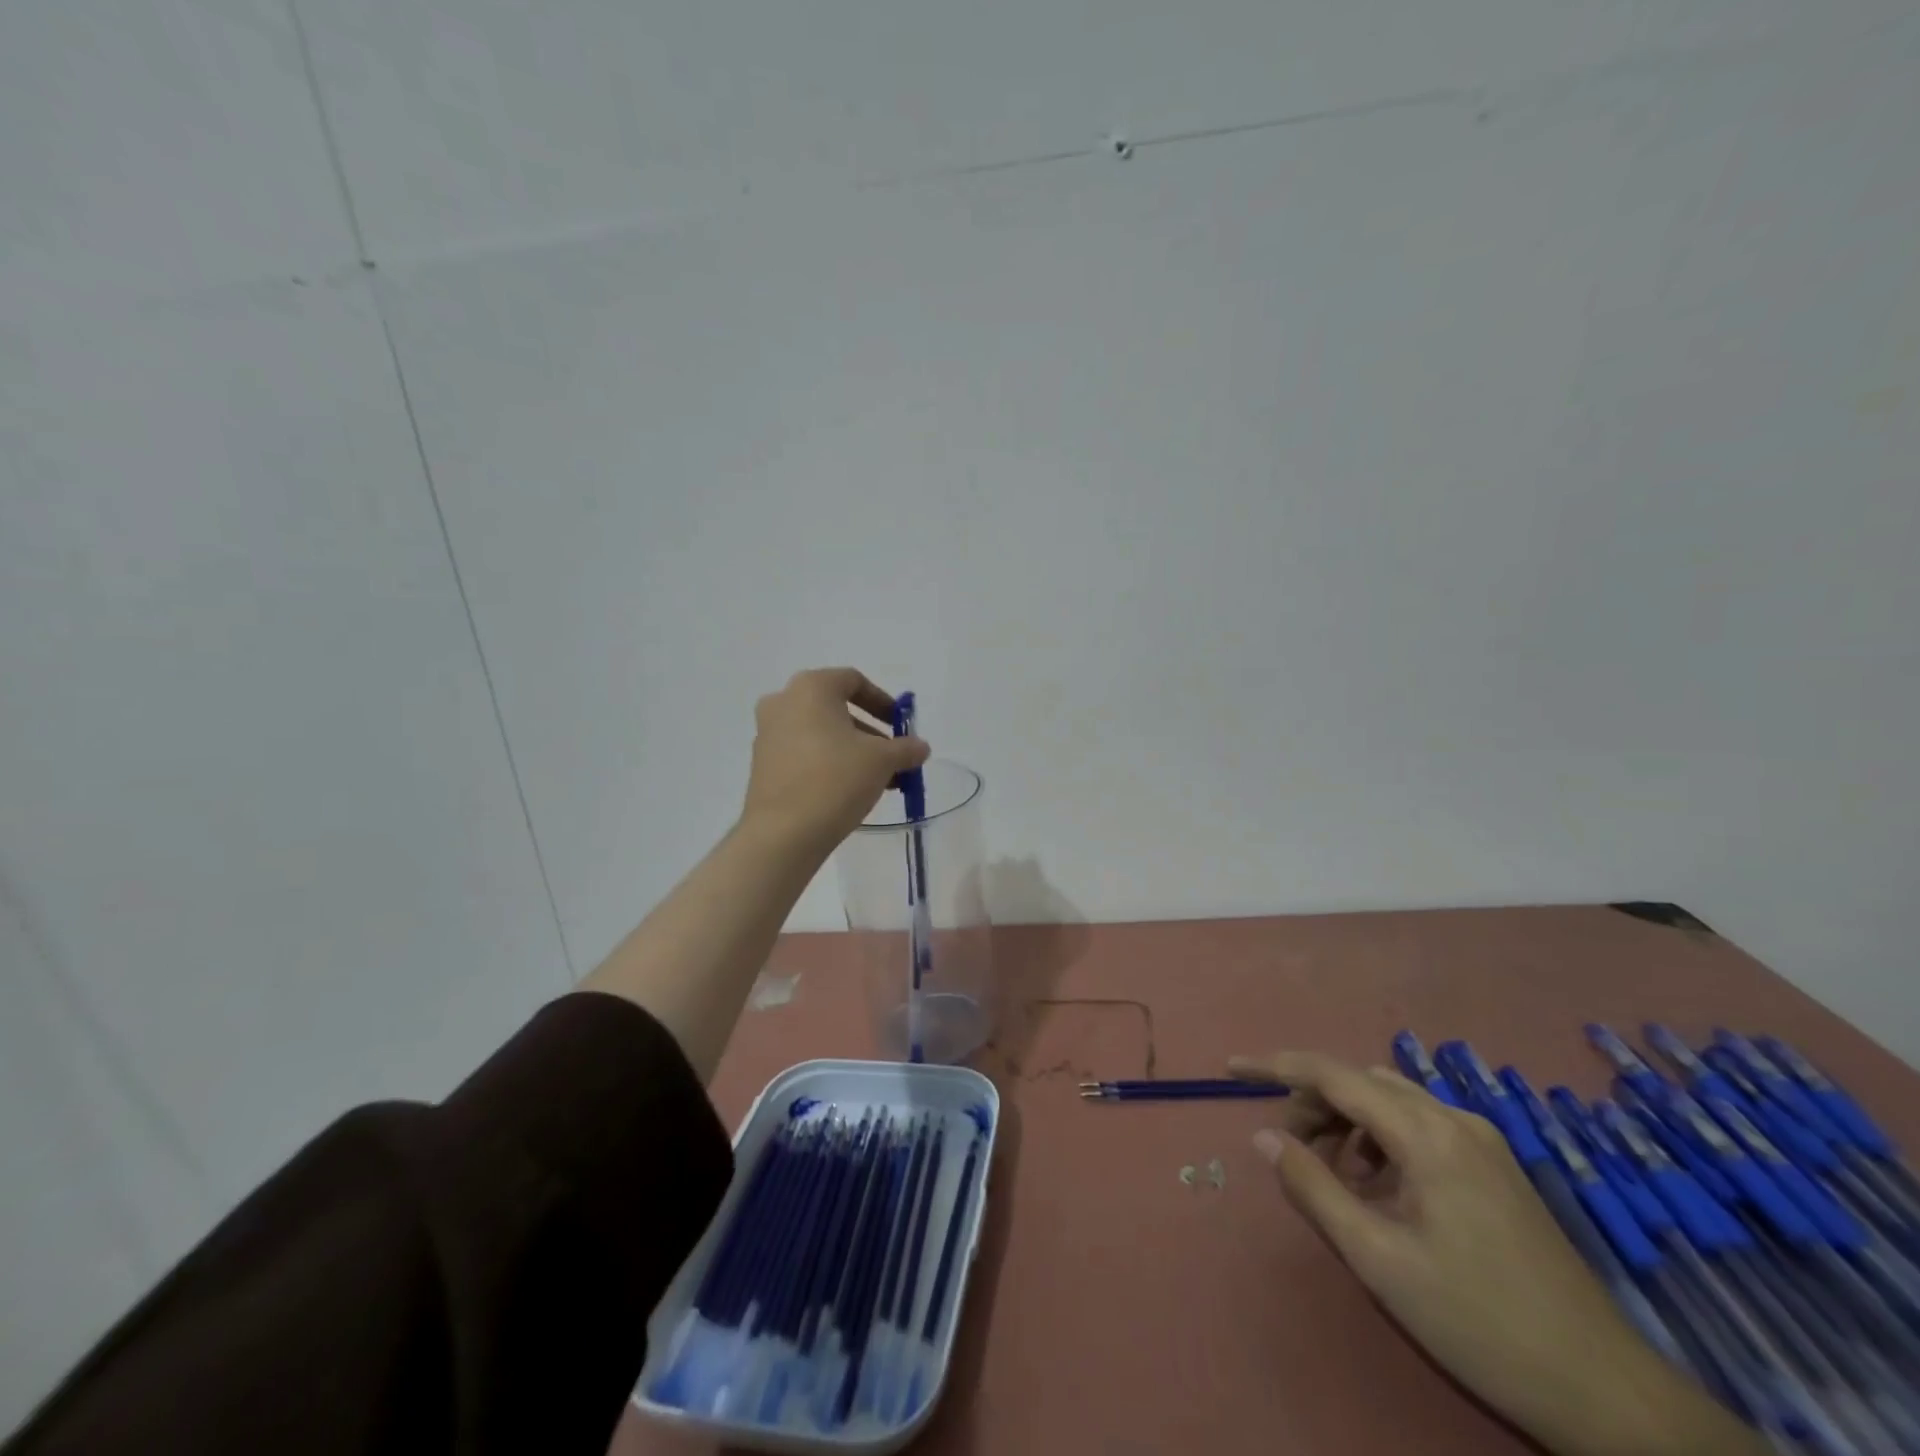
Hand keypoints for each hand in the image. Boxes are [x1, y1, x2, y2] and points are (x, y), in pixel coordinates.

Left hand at [740, 668, 929, 852]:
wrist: (783, 833)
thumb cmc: (835, 780)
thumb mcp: (882, 761)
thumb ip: (905, 748)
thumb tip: (920, 747)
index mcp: (811, 688)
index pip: (853, 680)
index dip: (882, 701)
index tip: (900, 725)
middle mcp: (783, 702)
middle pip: (835, 708)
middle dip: (869, 731)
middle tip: (892, 755)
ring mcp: (767, 734)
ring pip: (820, 733)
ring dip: (851, 749)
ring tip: (877, 779)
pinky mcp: (762, 764)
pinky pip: (803, 753)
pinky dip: (828, 762)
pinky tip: (848, 790)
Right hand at [1228, 1052, 1764, 1455]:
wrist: (1607, 1393)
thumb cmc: (1480, 1323)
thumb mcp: (1380, 1260)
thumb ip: (1314, 1187)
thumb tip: (1264, 1136)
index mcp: (1427, 1134)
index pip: (1332, 1073)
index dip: (1275, 1065)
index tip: (1229, 1067)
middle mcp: (1454, 1119)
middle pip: (1360, 1082)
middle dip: (1312, 1102)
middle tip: (1287, 1149)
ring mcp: (1482, 1141)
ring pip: (1390, 1101)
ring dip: (1346, 1121)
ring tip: (1329, 1174)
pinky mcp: (1496, 1166)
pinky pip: (1419, 1126)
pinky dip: (1381, 1140)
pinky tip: (1378, 1188)